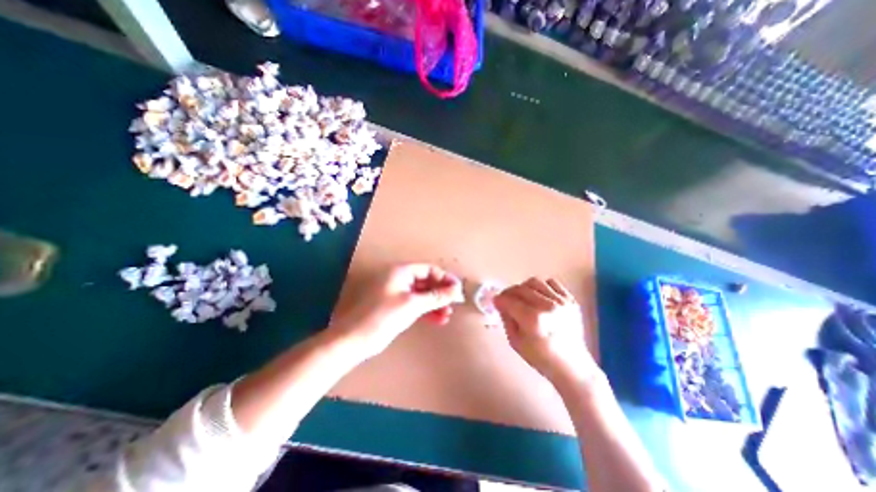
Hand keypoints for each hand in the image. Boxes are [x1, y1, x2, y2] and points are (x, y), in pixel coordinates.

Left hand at [330, 265, 463, 356]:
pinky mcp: (396, 307)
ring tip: (448, 314)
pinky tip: (438, 319)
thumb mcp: (413, 304)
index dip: (445, 278)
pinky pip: (415, 304)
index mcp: (401, 272)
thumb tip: (457, 290)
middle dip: (441, 292)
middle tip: (455, 303)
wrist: (355, 339)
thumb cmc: (383, 316)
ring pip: (422, 294)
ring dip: (435, 303)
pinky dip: (427, 310)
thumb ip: (436, 296)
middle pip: (426, 281)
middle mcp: (399, 279)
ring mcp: (397, 293)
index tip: (457, 290)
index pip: (429, 269)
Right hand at [495, 279, 598, 386]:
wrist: (572, 366)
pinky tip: (539, 296)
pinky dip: (542, 286)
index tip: (496, 301)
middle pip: (521, 289)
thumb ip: (506, 319)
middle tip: (506, 299)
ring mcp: (561, 302)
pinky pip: (552, 283)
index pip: (509, 301)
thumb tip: (500, 302)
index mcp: (533, 320)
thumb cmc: (540, 358)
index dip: (499, 300)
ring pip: (535, 282)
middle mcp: (547, 307)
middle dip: (509, 292)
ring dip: (524, 287)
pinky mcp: (571, 300)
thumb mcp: (515, 342)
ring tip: (523, 297)